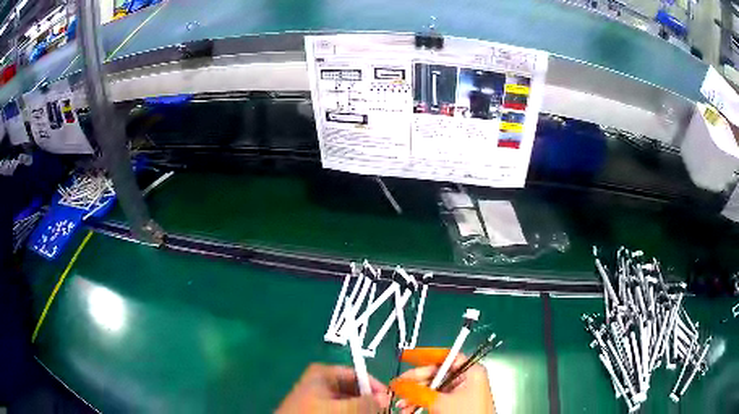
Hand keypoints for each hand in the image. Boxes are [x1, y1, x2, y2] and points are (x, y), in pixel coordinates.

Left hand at [276, 363, 390, 412]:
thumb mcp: (343, 409)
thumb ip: (367, 403)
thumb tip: (385, 398)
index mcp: (324, 373)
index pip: (358, 374)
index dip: (375, 386)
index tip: (389, 400)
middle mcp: (321, 383)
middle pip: (354, 389)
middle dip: (368, 401)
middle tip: (381, 410)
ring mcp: (318, 398)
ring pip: (348, 402)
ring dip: (361, 409)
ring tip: (370, 413)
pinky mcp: (317, 410)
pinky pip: (339, 409)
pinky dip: (350, 413)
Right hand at [390, 348, 494, 413]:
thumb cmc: (466, 413)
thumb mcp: (439, 401)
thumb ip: (417, 390)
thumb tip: (398, 383)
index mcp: (470, 371)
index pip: (445, 356)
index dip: (424, 354)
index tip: (405, 356)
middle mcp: (466, 379)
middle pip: (435, 373)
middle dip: (413, 382)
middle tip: (396, 386)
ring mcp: (460, 392)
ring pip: (431, 388)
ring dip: (413, 396)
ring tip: (401, 405)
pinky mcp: (454, 404)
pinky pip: (433, 398)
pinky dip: (420, 403)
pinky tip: (408, 410)